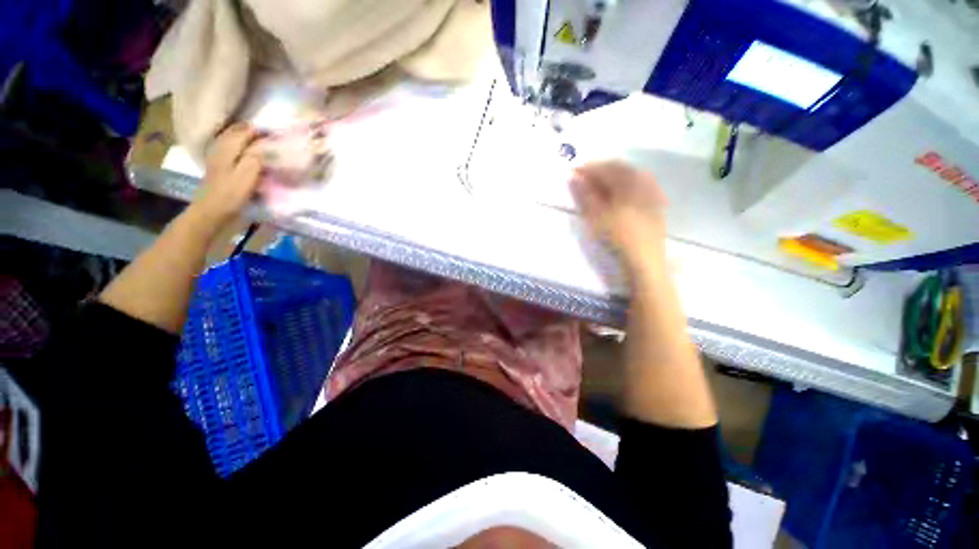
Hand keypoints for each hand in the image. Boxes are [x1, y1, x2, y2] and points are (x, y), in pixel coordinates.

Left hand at [190, 123, 264, 228]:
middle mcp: (222, 148)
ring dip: (247, 139)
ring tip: (264, 142)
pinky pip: (233, 151)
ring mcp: (219, 159)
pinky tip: (250, 154)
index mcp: (228, 148)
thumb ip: (256, 157)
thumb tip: (266, 145)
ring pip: (234, 141)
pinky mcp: (221, 169)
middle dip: (254, 131)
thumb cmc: (231, 195)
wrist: (212, 213)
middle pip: (237, 133)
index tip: (279, 132)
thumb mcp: (247, 175)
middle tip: (272, 136)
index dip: (262, 130)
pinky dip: (242, 149)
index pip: (246, 131)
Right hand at [570, 161, 667, 273]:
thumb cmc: (617, 236)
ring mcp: (652, 192)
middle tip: (583, 178)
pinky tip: (618, 195)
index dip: (587, 168)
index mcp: (629, 181)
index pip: (606, 168)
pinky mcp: (656, 204)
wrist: (644, 259)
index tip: (572, 172)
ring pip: (630, 176)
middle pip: (620, 169)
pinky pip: (639, 186)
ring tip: (598, 186)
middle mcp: (644, 181)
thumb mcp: (596, 216)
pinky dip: (624, 186)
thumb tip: (574, 178)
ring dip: (612, 178)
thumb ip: (584, 195)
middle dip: (600, 171)